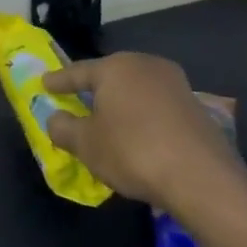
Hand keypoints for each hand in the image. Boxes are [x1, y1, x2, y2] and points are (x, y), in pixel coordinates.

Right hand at [42, 52, 242, 208]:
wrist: (202, 179)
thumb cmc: (132, 152)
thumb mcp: (85, 144)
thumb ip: (63, 127)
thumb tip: (56, 118)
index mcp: (116, 67)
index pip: (78, 71)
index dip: (58, 81)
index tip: (44, 83)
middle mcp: (147, 66)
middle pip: (111, 76)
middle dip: (93, 88)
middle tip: (75, 99)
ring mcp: (176, 85)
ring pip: (136, 90)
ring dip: (120, 103)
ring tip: (107, 119)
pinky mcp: (197, 108)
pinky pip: (156, 106)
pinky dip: (142, 116)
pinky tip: (137, 134)